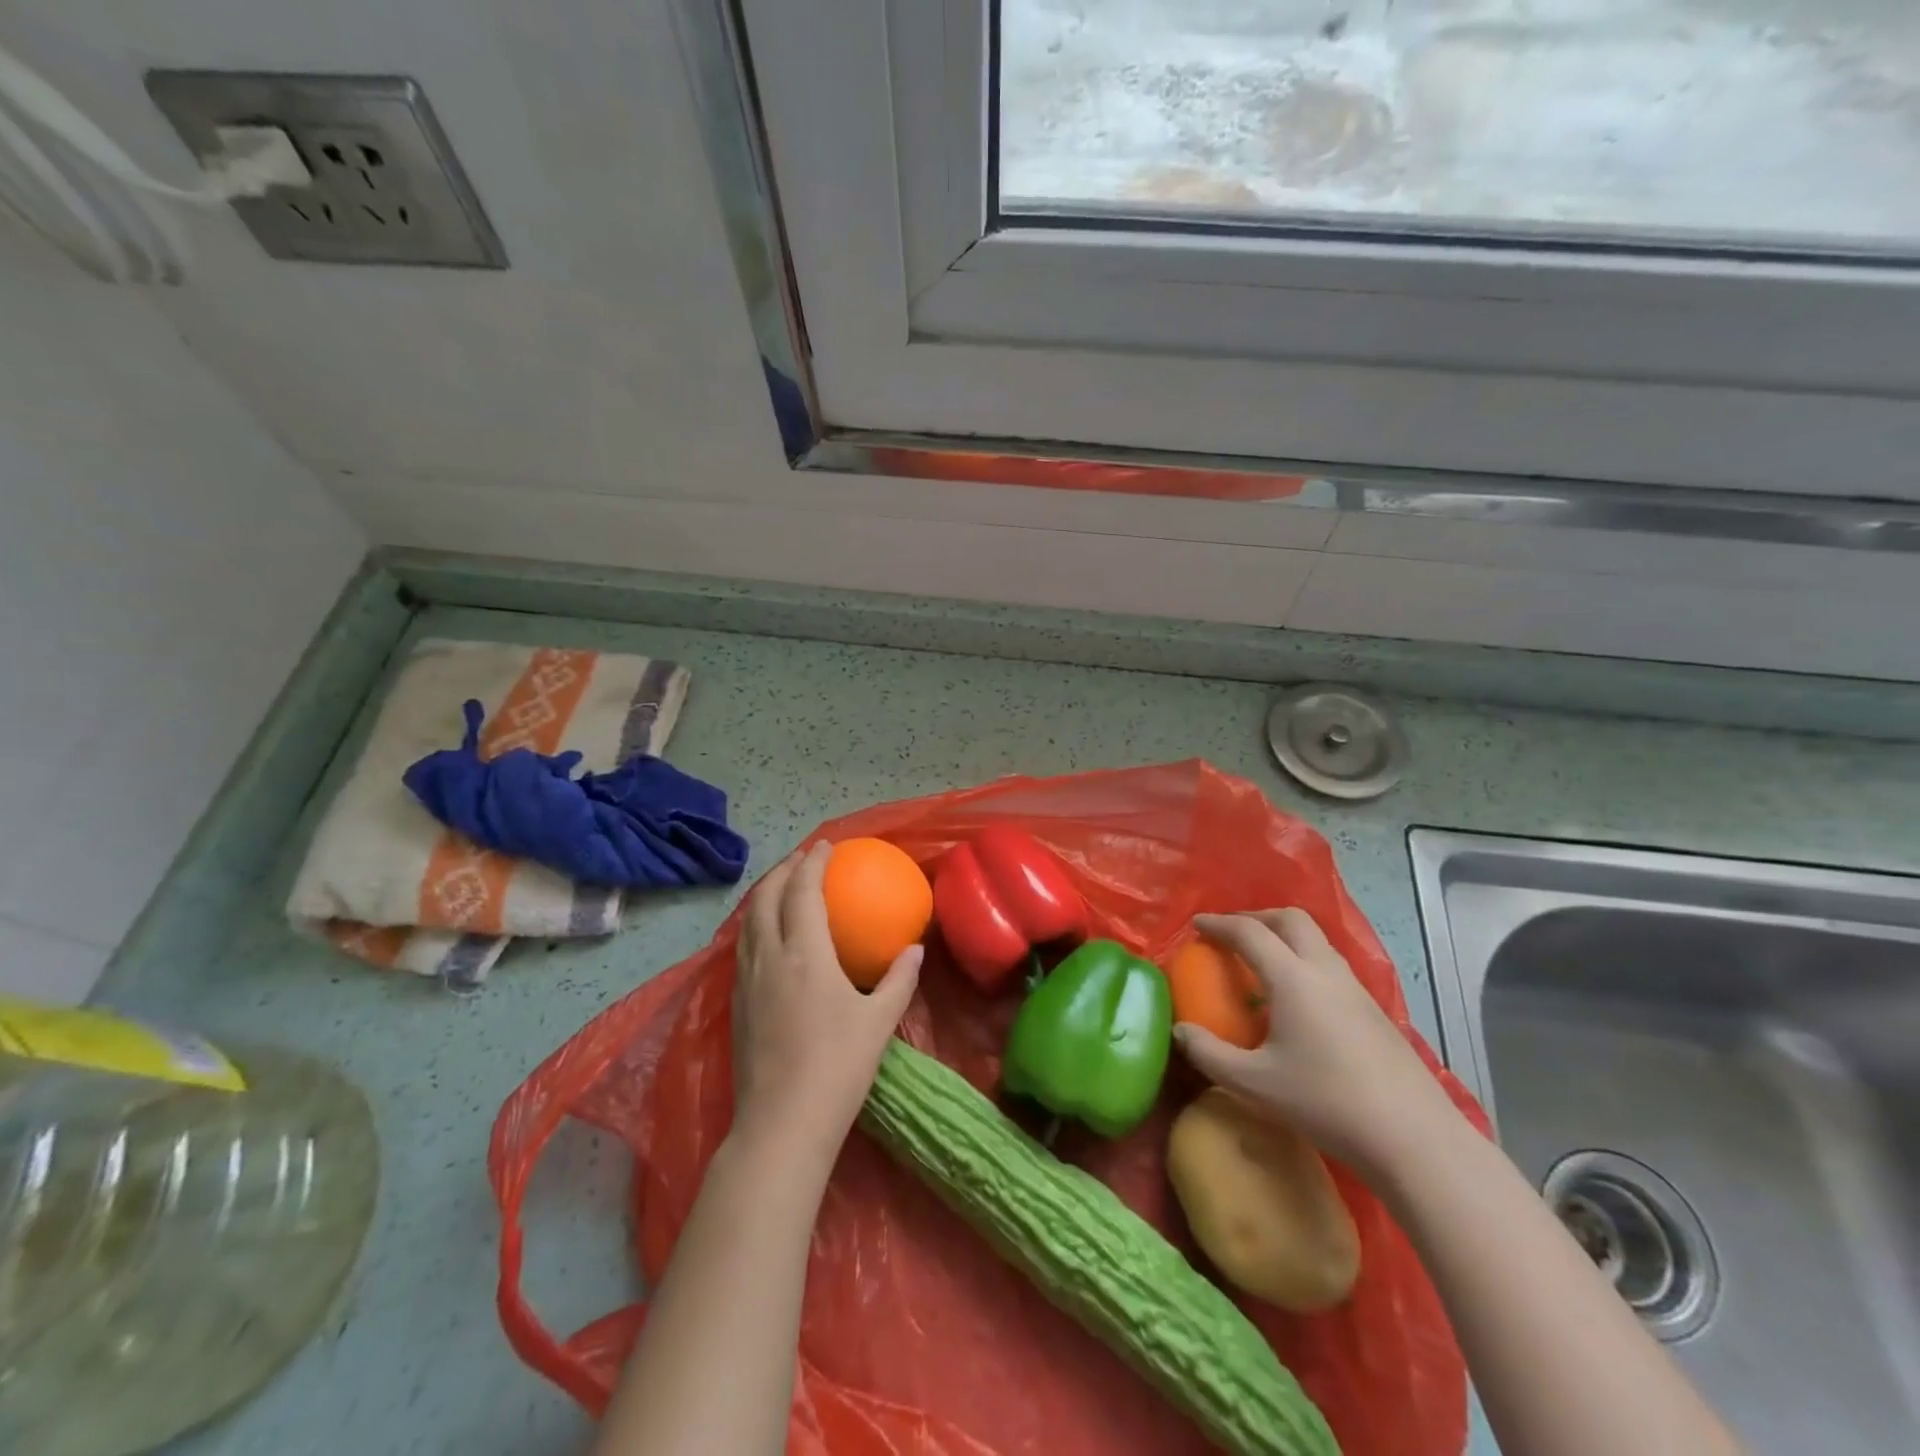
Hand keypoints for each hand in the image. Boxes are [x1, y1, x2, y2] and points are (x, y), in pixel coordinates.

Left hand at [731, 842, 922, 1169]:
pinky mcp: (735, 1004)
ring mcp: (746, 981)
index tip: (828, 846)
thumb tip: (915, 949)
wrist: (781, 1124)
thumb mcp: (879, 1022)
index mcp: (804, 954)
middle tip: (803, 859)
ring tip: (782, 887)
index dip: (814, 863)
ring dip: (764, 894)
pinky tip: (768, 937)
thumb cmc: (837, 1068)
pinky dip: (755, 924)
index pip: (803, 892)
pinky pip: (742, 947)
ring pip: (748, 922)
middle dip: (783, 870)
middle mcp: (769, 957)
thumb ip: (899, 980)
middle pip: (766, 897)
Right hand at [1175, 909, 1459, 1179]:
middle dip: (1256, 917)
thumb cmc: (1326, 1103)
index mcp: (1293, 978)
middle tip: (1231, 934)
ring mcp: (1356, 990)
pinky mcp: (1375, 1012)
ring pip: (1316, 941)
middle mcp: (1326, 972)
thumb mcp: (1255, 1084)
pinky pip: (1330, 966)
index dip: (1219, 924)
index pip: (1250, 932)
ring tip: (1261, 963)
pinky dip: (1304, 962)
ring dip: (1284, 937)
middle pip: (1291, 920)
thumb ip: (1210, 1054)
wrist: (1414, 1140)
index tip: (1196, 925)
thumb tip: (1180, 1031)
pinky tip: (1296, 1001)